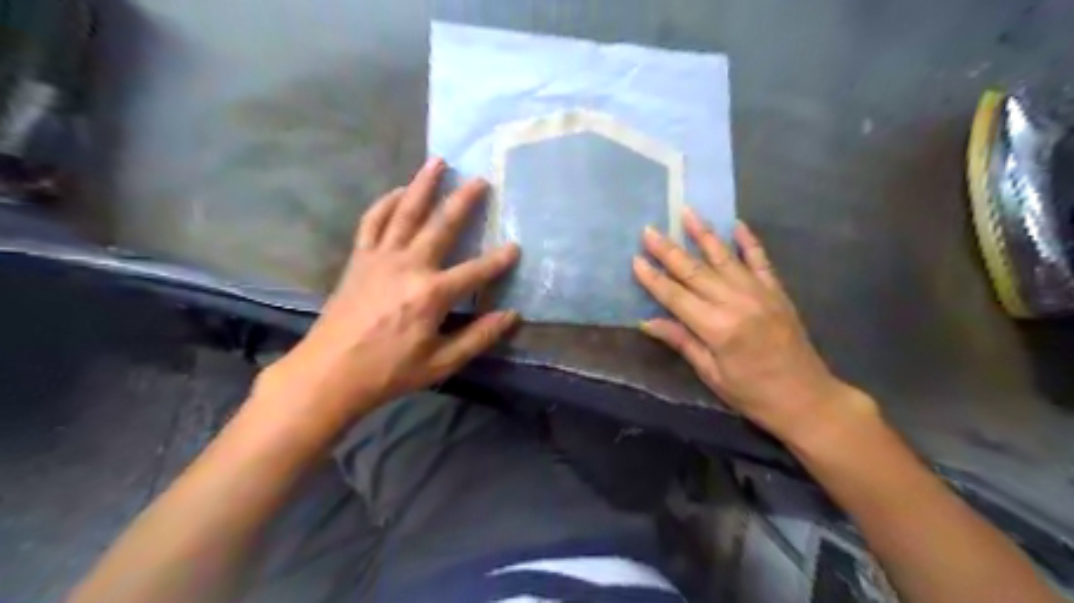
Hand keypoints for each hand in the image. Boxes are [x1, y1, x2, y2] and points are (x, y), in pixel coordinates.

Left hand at [253, 159, 517, 435]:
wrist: (329, 373)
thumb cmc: (389, 371)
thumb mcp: (440, 362)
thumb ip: (478, 337)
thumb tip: (511, 317)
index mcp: (432, 294)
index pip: (475, 272)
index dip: (499, 261)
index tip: (516, 247)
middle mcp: (408, 266)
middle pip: (441, 225)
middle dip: (464, 201)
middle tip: (480, 179)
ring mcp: (380, 257)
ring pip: (405, 212)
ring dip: (423, 185)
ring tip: (438, 162)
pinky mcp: (359, 258)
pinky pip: (373, 221)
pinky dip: (385, 203)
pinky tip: (397, 191)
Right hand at [631, 209, 869, 442]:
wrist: (807, 399)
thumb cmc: (752, 393)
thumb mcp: (711, 373)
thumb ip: (681, 341)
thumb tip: (647, 322)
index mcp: (717, 328)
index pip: (676, 297)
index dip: (653, 279)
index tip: (635, 259)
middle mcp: (737, 302)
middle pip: (695, 271)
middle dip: (669, 250)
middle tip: (649, 230)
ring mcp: (760, 293)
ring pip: (724, 257)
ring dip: (703, 234)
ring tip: (686, 212)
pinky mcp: (777, 291)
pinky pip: (761, 260)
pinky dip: (748, 241)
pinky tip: (736, 224)